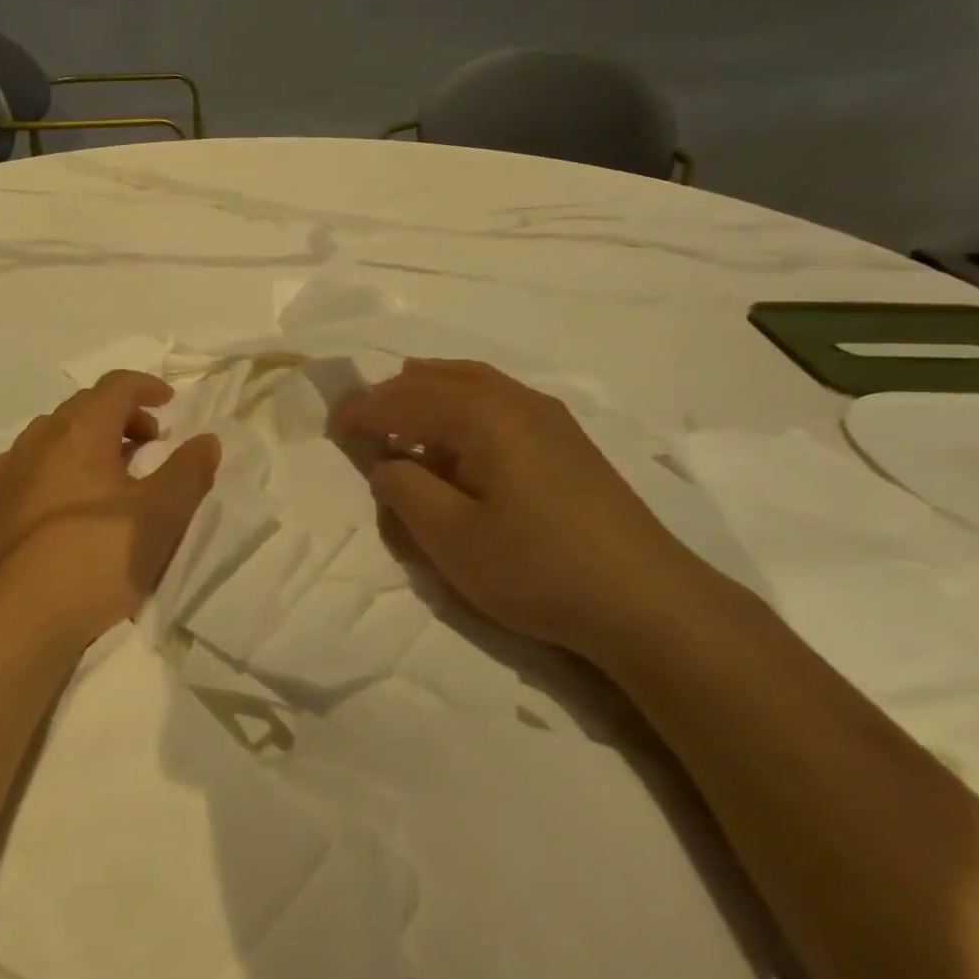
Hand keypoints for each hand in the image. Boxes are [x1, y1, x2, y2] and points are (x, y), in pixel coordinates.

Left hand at [0, 370, 219, 658]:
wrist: (13, 626)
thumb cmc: (97, 560)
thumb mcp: (162, 516)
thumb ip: (189, 470)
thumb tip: (206, 439)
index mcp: (79, 431)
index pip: (116, 386)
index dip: (147, 386)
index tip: (170, 402)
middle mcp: (36, 440)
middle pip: (83, 408)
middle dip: (121, 417)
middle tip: (149, 445)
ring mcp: (3, 473)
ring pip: (50, 437)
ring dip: (85, 442)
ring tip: (108, 475)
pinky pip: (20, 469)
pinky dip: (47, 469)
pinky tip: (55, 499)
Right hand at [333, 359, 711, 666]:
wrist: (645, 600)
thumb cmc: (537, 567)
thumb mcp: (451, 539)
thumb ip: (405, 491)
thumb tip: (387, 463)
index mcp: (482, 414)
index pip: (406, 399)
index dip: (364, 410)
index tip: (332, 425)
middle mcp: (515, 399)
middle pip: (440, 378)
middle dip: (395, 395)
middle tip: (364, 420)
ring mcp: (548, 415)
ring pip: (473, 383)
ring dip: (431, 395)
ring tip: (405, 417)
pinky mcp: (568, 439)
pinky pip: (499, 401)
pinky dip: (464, 407)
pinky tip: (462, 440)